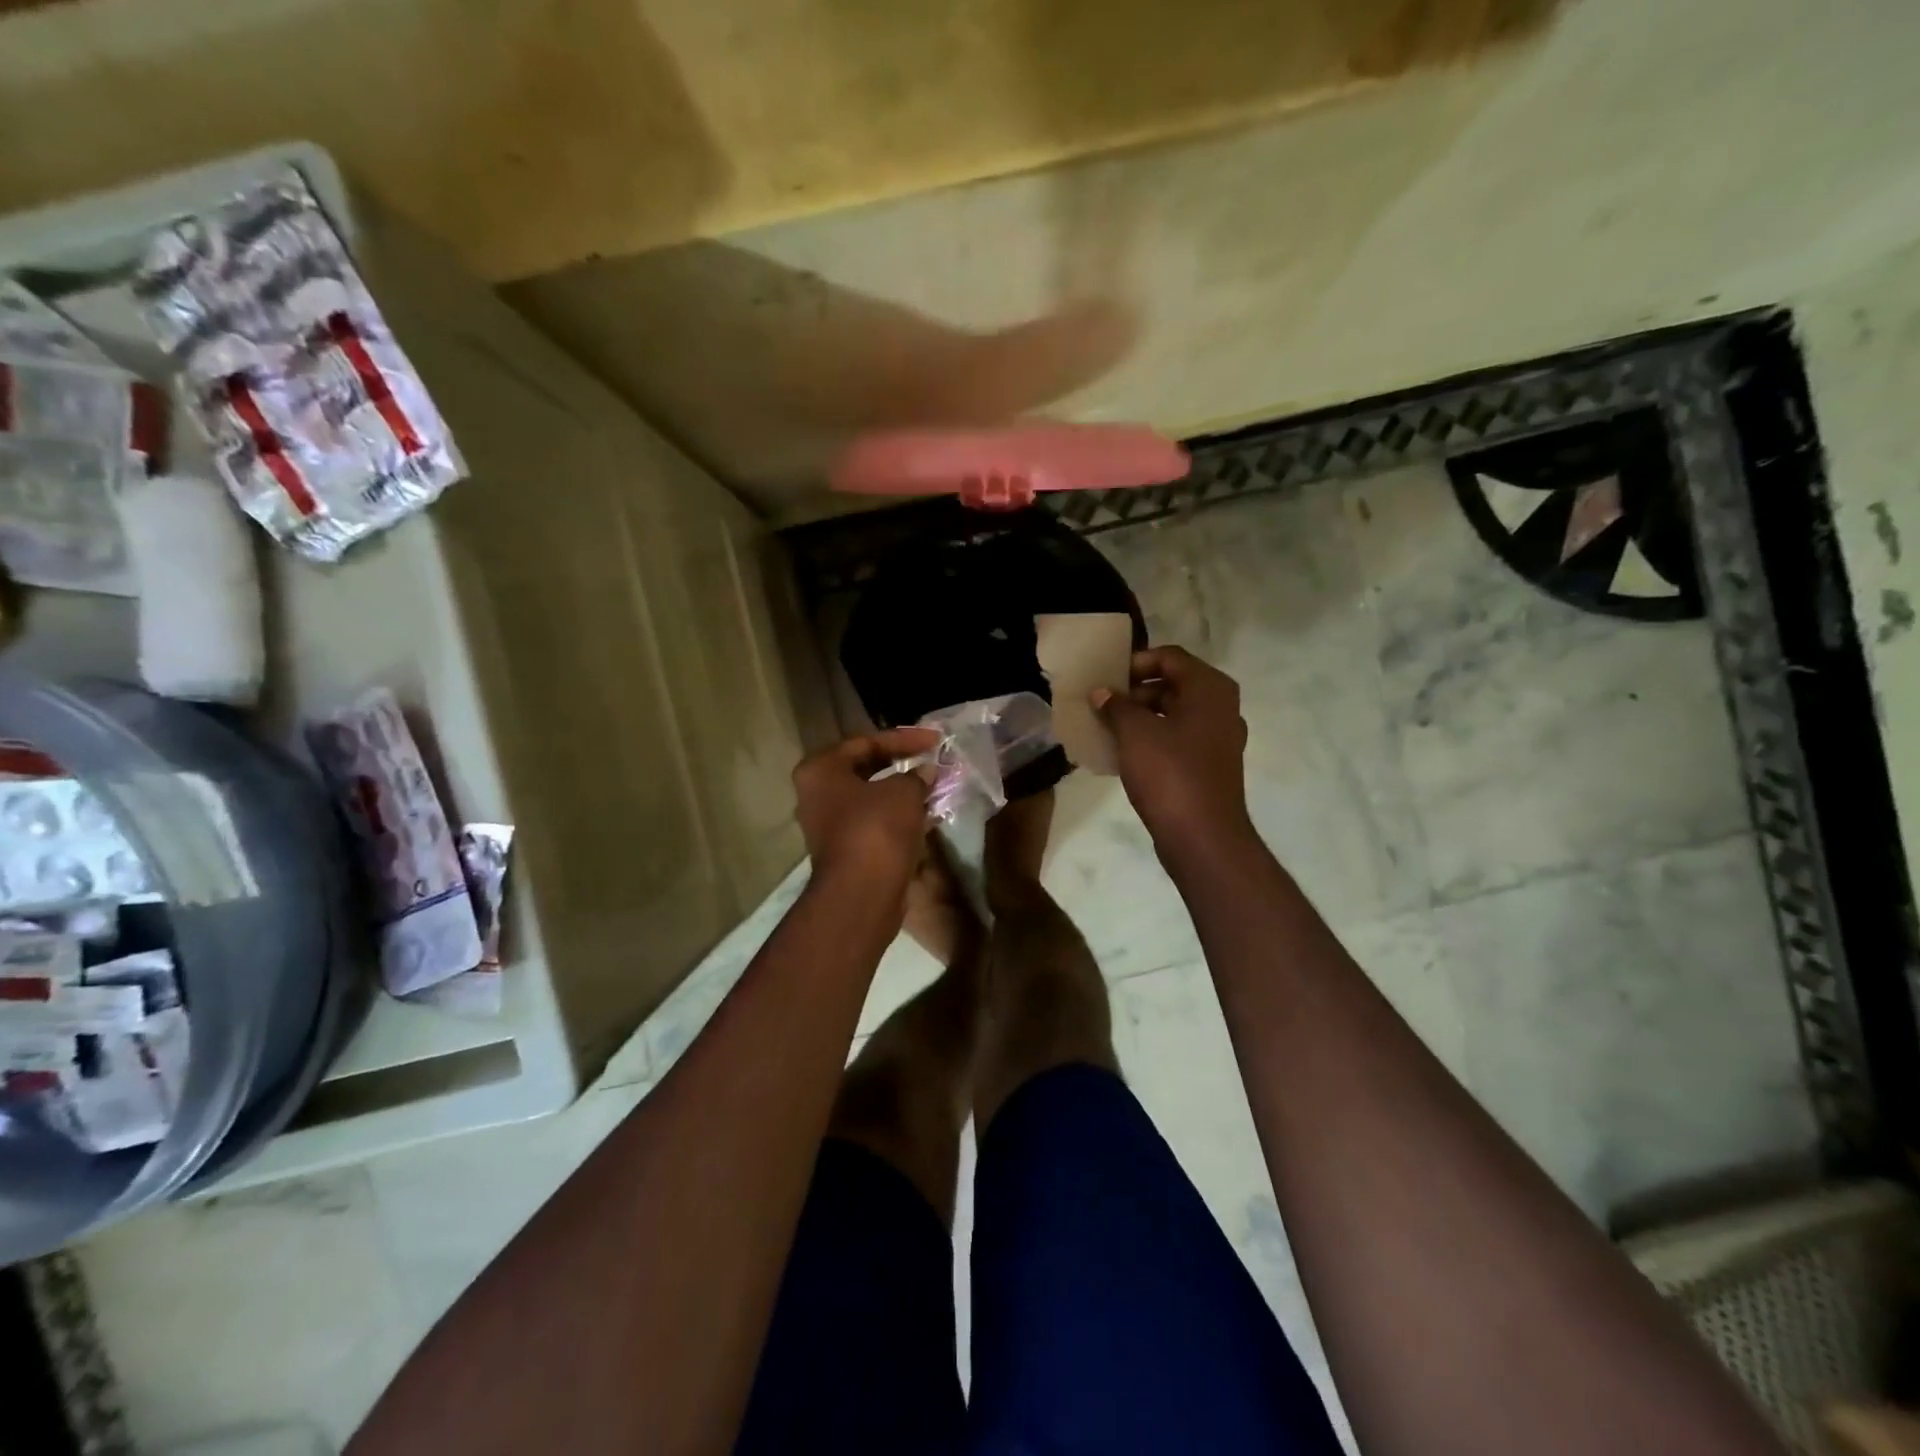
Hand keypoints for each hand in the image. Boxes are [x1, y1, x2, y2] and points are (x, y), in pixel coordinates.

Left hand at [792, 728, 939, 889]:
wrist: (862, 894)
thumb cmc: (876, 829)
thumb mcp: (903, 792)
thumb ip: (916, 775)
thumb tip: (926, 772)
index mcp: (821, 770)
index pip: (865, 742)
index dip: (904, 738)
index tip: (935, 739)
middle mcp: (818, 795)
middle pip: (866, 769)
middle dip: (902, 763)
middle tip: (932, 758)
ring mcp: (830, 826)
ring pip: (872, 798)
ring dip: (903, 792)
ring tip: (935, 784)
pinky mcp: (847, 851)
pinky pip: (876, 823)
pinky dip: (900, 816)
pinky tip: (927, 814)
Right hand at [1093, 646, 1254, 853]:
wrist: (1202, 837)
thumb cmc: (1170, 774)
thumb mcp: (1135, 733)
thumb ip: (1116, 706)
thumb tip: (1102, 693)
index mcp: (1210, 689)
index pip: (1170, 657)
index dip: (1136, 662)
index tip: (1106, 679)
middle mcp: (1221, 708)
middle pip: (1173, 684)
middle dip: (1135, 691)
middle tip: (1102, 704)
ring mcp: (1218, 739)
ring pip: (1175, 713)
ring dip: (1141, 716)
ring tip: (1107, 728)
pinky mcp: (1210, 766)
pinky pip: (1178, 739)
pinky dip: (1152, 739)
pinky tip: (1124, 753)